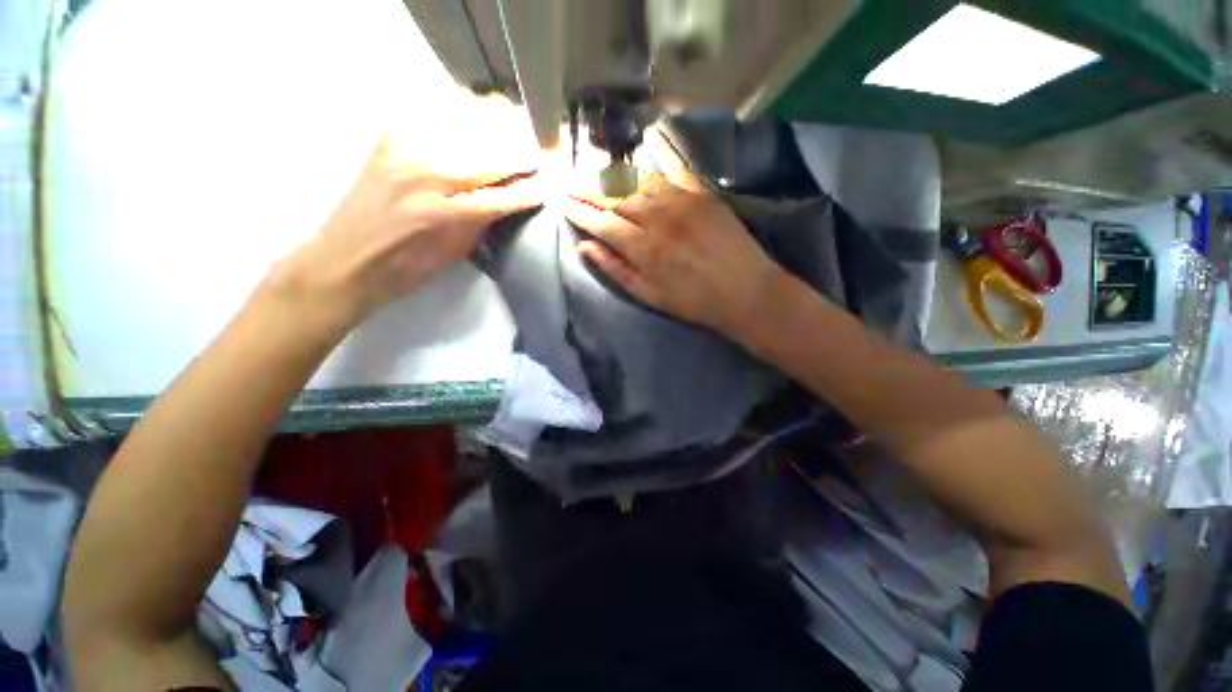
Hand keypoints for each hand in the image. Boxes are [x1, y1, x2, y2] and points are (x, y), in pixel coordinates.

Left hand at [267, 133, 541, 330]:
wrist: (349, 259)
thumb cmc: (409, 268)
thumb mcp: (458, 253)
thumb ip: (486, 220)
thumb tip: (512, 198)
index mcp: (448, 215)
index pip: (504, 195)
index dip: (531, 189)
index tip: (549, 184)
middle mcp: (428, 175)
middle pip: (489, 151)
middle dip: (520, 149)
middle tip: (539, 151)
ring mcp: (406, 150)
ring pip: (463, 122)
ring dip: (495, 123)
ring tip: (513, 125)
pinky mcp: (389, 138)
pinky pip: (431, 111)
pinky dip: (457, 110)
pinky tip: (471, 115)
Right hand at [561, 130, 786, 340]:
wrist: (745, 291)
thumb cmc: (695, 301)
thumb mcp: (650, 296)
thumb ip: (617, 270)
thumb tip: (586, 247)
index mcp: (643, 248)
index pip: (600, 222)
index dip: (578, 211)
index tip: (561, 200)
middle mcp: (657, 217)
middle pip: (615, 198)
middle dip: (589, 190)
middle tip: (570, 182)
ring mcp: (681, 201)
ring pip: (638, 181)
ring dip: (615, 177)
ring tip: (598, 173)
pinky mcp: (702, 192)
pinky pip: (675, 167)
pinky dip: (657, 157)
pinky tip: (644, 148)